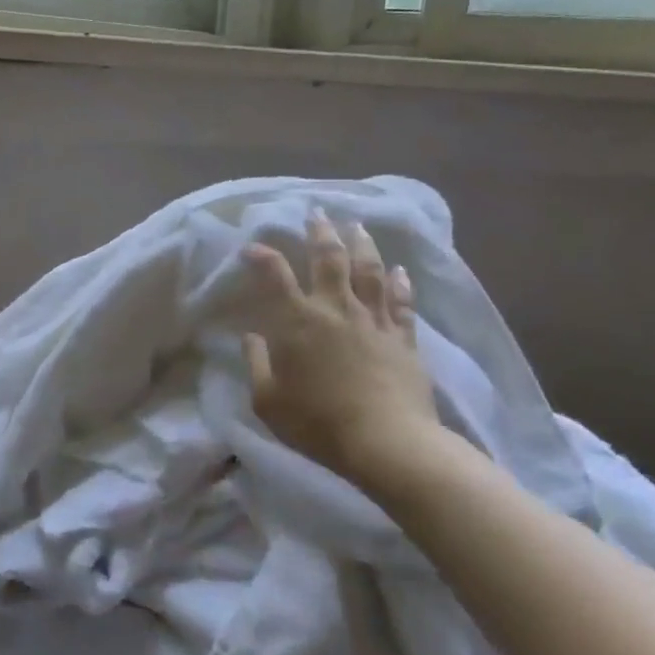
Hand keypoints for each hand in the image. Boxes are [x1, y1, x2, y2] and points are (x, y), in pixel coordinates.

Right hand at [243, 213, 456, 502]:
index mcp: (299, 321)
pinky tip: (399, 269)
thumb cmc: (317, 423)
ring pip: (369, 271)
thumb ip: (257, 364)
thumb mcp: (268, 400)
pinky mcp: (403, 338)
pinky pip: (402, 302)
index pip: (275, 276)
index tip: (252, 247)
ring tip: (357, 225)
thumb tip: (251, 336)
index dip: (262, 256)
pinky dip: (400, 283)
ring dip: (362, 244)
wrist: (386, 443)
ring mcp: (374, 320)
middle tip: (318, 212)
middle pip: (329, 259)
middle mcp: (336, 309)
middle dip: (321, 232)